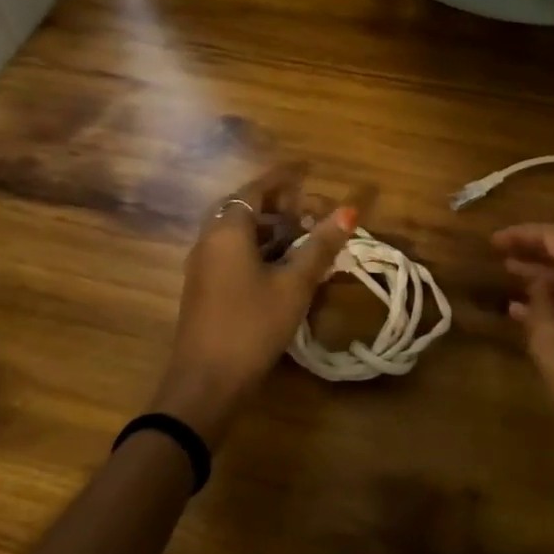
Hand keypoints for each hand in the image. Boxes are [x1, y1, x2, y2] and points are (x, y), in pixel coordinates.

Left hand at [152, 164, 365, 445]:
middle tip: (308, 208)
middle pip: (244, 208)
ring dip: (268, 228)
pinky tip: (282, 267)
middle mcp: (209, 240)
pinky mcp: (204, 288)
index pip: (256, 189)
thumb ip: (321, 245)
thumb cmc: (252, 325)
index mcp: (228, 230)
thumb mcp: (294, 284)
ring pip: (238, 233)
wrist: (206, 383)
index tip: (307, 170)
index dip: (283, 177)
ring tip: (302, 237)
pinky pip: (232, 253)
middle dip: (276, 204)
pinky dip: (257, 248)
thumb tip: (350, 210)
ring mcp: (203, 266)